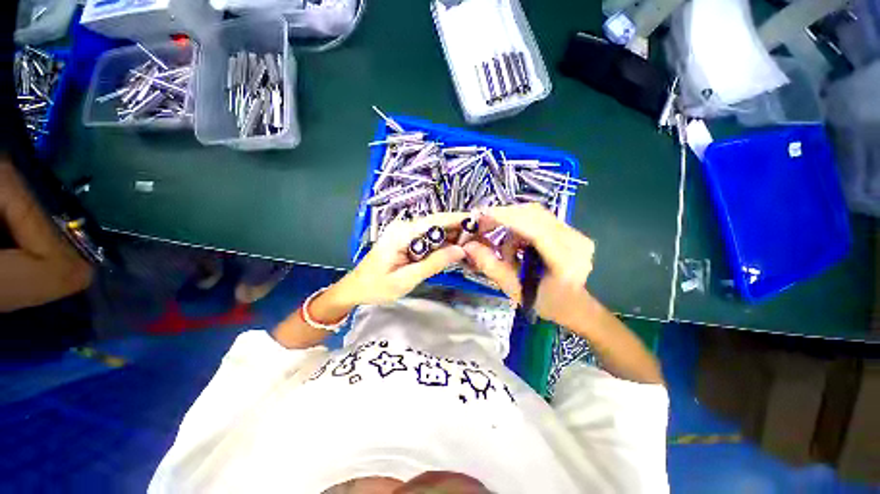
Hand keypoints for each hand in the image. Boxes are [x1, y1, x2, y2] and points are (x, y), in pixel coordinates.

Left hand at [334, 212, 468, 305]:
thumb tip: (460, 250)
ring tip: (473, 244)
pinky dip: (443, 242)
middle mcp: (404, 227)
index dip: (458, 219)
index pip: (435, 221)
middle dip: (459, 228)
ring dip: (453, 236)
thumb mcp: (406, 279)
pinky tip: (455, 249)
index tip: (480, 221)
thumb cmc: (376, 287)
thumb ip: (433, 264)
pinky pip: (428, 237)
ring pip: (434, 230)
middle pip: (437, 223)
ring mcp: (404, 231)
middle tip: (481, 238)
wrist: (355, 288)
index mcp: (401, 233)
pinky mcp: (405, 238)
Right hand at [463, 203, 594, 326]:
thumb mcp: (514, 289)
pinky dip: (520, 226)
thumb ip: (491, 266)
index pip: (535, 231)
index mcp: (565, 262)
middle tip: (482, 224)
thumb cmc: (546, 303)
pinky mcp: (570, 230)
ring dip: (511, 222)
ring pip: (535, 214)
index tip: (481, 215)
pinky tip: (514, 245)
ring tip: (501, 246)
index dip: (507, 219)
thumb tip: (468, 246)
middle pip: (534, 215)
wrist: (576, 305)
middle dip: (504, 216)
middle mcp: (575, 241)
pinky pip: (539, 218)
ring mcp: (575, 233)